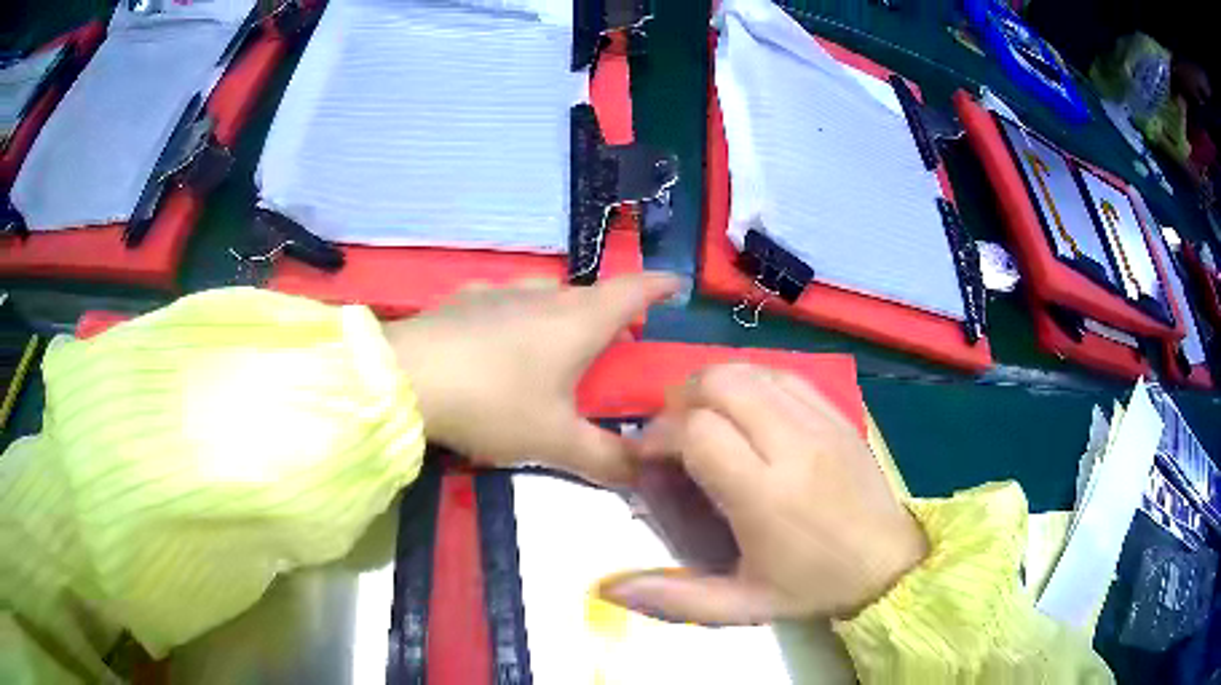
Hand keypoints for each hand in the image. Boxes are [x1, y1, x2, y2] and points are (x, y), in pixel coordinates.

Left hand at [383, 273, 678, 485]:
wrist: (405, 378)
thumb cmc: (493, 404)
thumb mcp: (553, 442)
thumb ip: (605, 460)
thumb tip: (647, 476)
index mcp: (578, 321)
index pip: (633, 290)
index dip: (659, 286)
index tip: (675, 286)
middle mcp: (543, 296)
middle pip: (590, 294)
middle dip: (610, 313)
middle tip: (615, 343)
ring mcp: (499, 292)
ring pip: (545, 294)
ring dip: (561, 312)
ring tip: (557, 344)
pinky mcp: (462, 300)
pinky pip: (503, 301)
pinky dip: (515, 316)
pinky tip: (498, 341)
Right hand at [598, 364, 926, 623]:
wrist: (889, 565)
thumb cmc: (812, 587)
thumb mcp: (741, 605)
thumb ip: (674, 598)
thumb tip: (609, 588)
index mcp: (765, 496)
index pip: (698, 431)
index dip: (660, 434)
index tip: (649, 456)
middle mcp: (793, 446)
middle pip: (722, 384)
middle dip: (681, 398)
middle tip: (673, 432)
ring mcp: (821, 422)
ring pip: (751, 369)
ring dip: (714, 384)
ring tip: (705, 416)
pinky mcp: (838, 414)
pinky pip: (785, 373)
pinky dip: (752, 379)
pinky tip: (746, 407)